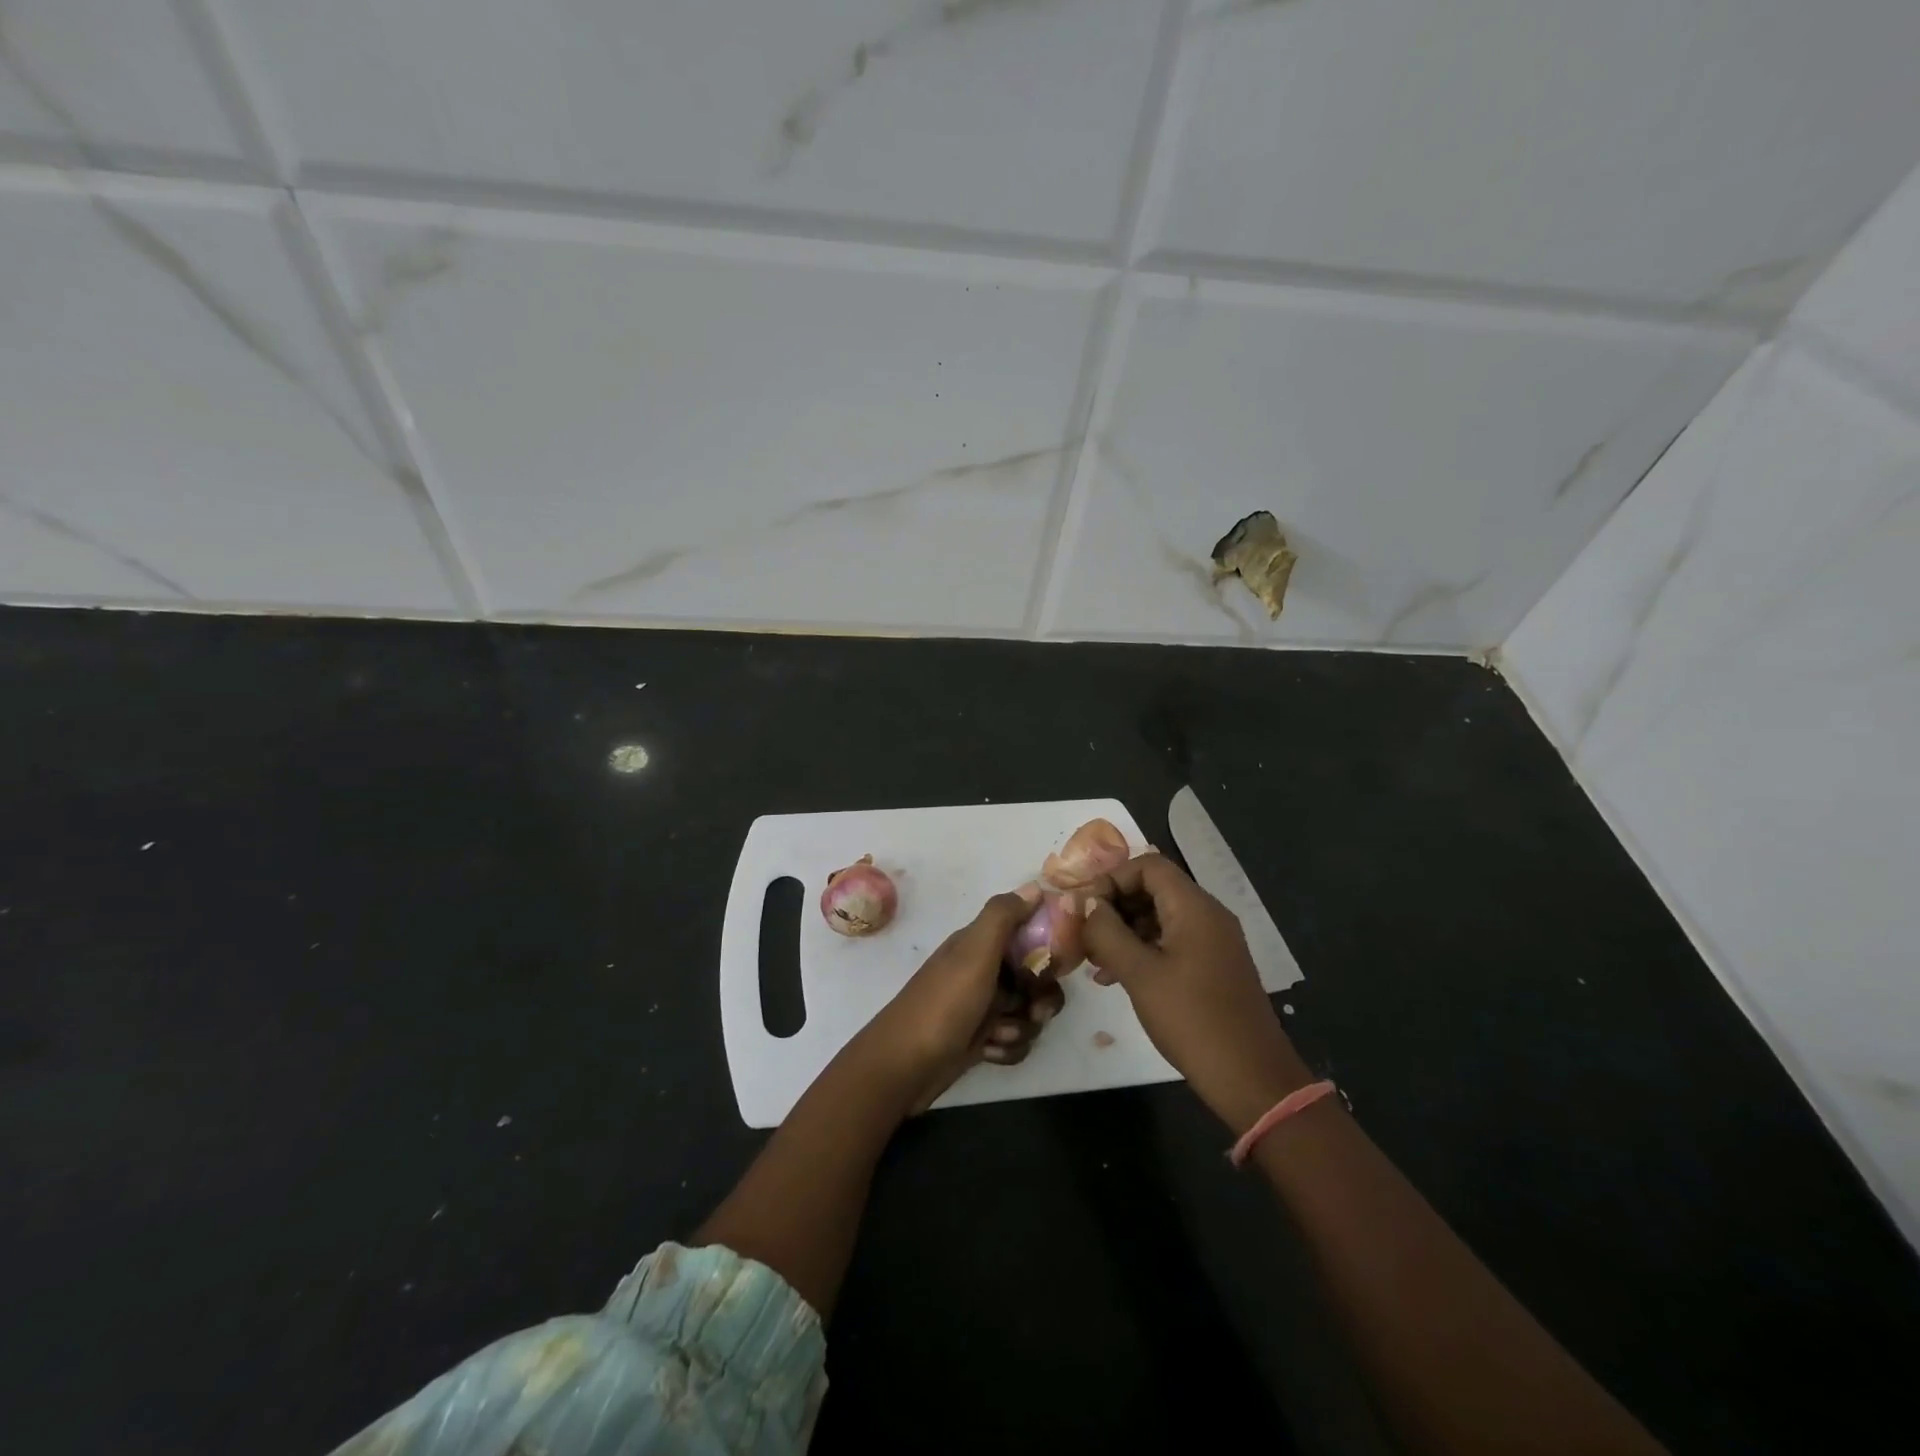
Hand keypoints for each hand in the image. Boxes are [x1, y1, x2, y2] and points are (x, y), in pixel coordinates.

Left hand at [856, 884, 1066, 1113]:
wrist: (905, 1067)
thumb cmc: (943, 1004)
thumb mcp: (974, 953)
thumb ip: (1003, 916)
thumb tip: (1035, 885)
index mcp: (980, 944)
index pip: (1029, 934)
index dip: (1048, 949)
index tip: (1053, 967)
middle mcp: (984, 970)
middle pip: (1037, 978)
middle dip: (1042, 998)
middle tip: (1035, 1011)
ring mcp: (983, 1006)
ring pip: (1029, 1012)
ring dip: (1022, 1027)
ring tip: (997, 1035)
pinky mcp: (982, 1038)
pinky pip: (1016, 1040)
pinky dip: (1007, 1048)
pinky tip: (987, 1052)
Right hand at [1078, 853, 1312, 1134]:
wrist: (1251, 1079)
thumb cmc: (1192, 1019)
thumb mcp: (1139, 973)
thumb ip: (1106, 932)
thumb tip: (1083, 902)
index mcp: (1194, 907)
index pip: (1147, 866)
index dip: (1111, 879)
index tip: (1084, 908)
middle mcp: (1207, 915)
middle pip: (1153, 888)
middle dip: (1114, 905)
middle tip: (1083, 933)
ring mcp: (1213, 942)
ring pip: (1159, 916)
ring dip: (1124, 930)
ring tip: (1092, 958)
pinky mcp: (1213, 967)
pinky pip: (1171, 941)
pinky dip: (1141, 949)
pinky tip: (1115, 976)